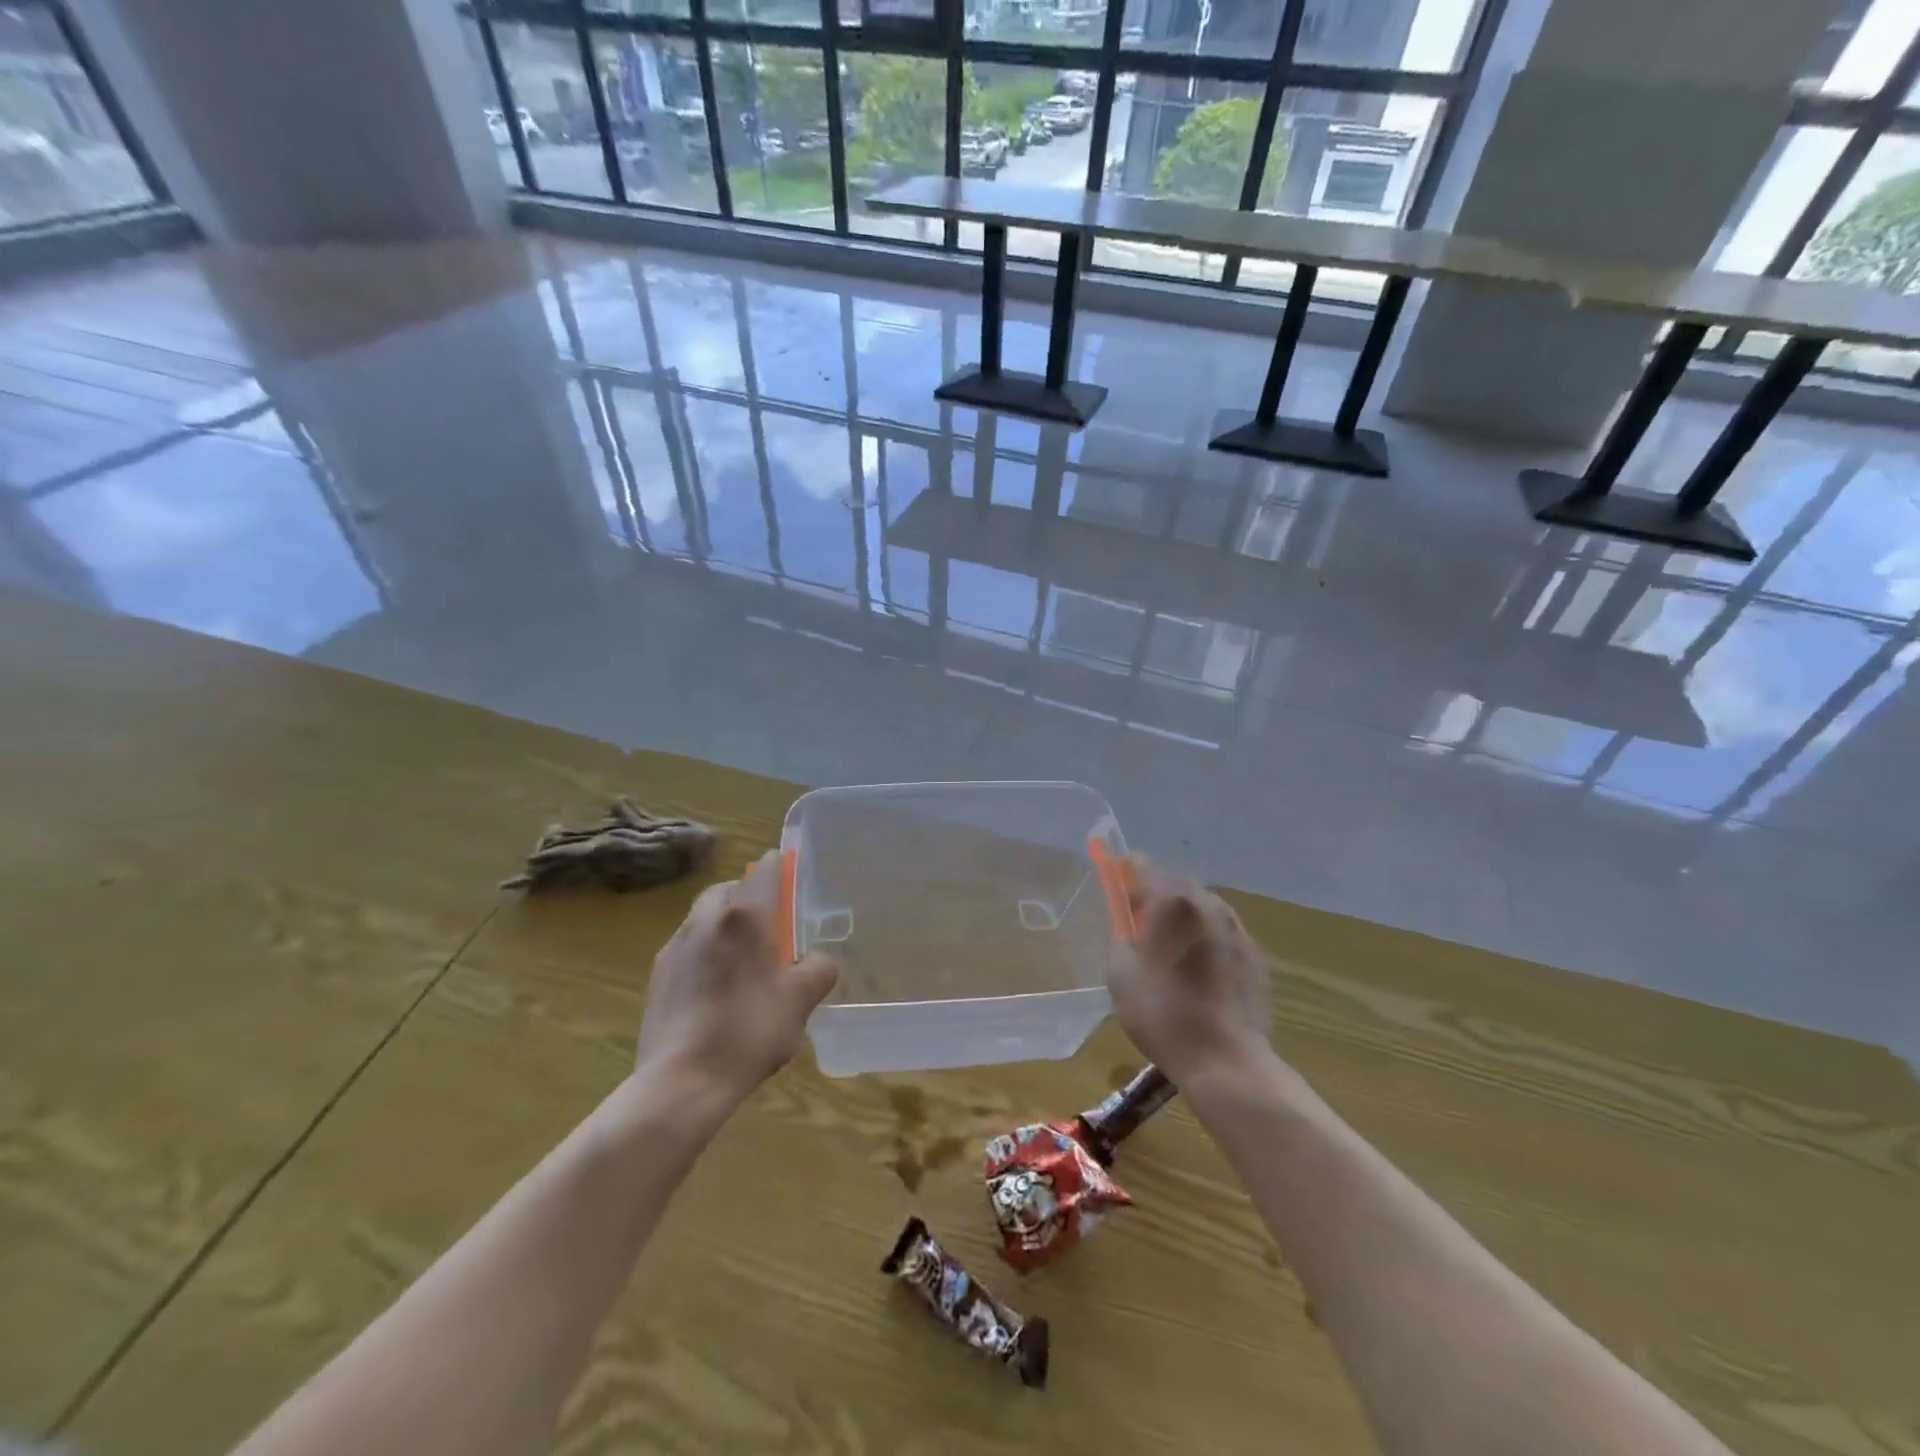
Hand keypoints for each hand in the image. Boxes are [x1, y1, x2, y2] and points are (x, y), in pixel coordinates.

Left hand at [635, 849, 838, 1104]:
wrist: (681, 1083)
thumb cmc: (749, 1031)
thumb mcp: (801, 1000)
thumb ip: (819, 968)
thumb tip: (818, 959)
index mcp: (745, 916)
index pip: (766, 869)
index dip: (783, 868)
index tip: (795, 880)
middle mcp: (707, 919)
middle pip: (731, 888)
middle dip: (751, 897)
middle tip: (773, 926)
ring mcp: (676, 945)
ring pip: (706, 916)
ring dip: (727, 924)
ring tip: (745, 960)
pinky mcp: (658, 974)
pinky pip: (689, 945)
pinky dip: (707, 951)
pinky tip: (718, 988)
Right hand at [1107, 856, 1273, 1087]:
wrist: (1226, 1060)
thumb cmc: (1162, 1013)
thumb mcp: (1120, 974)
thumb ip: (1120, 935)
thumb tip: (1126, 923)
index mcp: (1172, 902)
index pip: (1144, 865)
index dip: (1126, 871)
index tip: (1117, 883)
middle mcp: (1208, 904)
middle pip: (1177, 883)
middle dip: (1157, 893)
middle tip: (1139, 921)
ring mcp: (1237, 929)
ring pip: (1204, 907)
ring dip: (1185, 916)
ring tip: (1172, 948)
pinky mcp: (1256, 956)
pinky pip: (1224, 934)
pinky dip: (1208, 939)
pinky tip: (1199, 971)